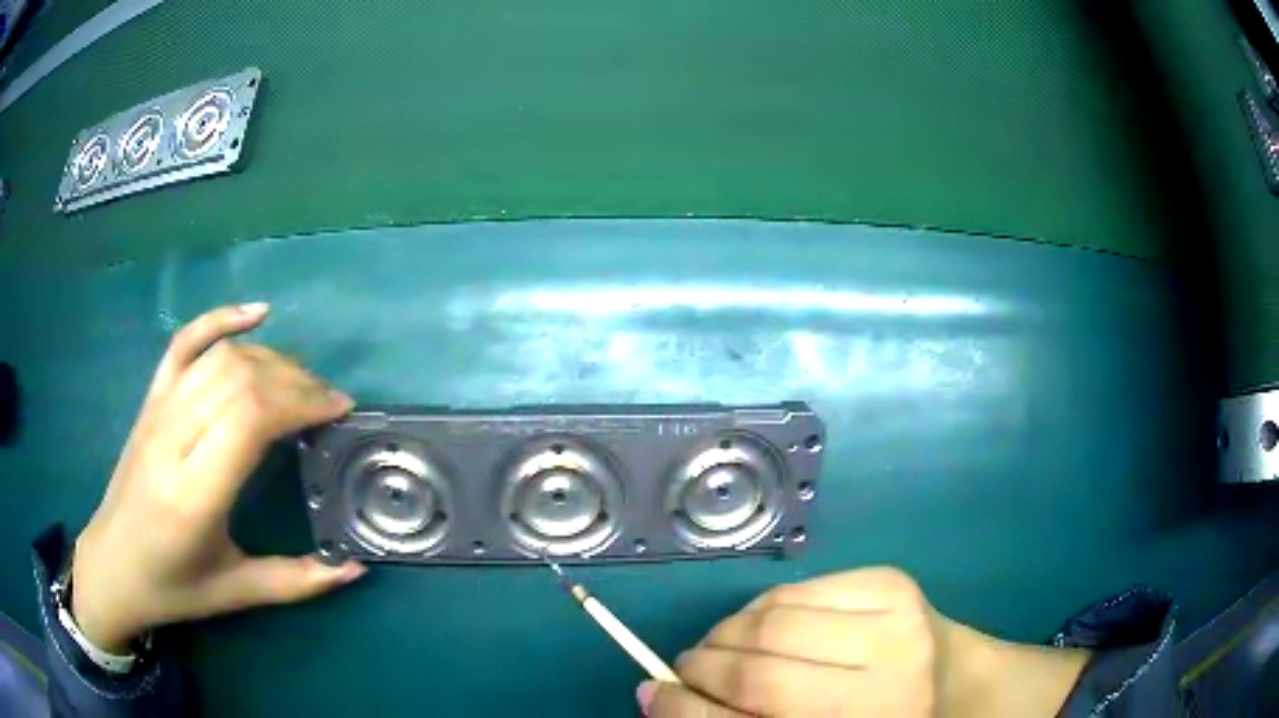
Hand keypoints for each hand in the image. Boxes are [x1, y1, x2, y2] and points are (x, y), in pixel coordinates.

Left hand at [71, 304, 364, 651]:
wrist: (112, 565)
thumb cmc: (172, 586)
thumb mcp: (235, 593)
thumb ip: (296, 582)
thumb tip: (353, 568)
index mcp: (194, 495)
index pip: (249, 417)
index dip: (300, 401)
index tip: (337, 411)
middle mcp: (173, 441)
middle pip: (239, 378)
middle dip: (295, 379)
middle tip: (328, 401)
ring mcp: (158, 412)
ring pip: (219, 357)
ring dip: (270, 358)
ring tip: (302, 380)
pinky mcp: (151, 400)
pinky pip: (184, 343)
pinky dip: (220, 318)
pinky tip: (256, 314)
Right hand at [639, 567, 1089, 716]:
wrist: (955, 685)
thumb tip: (659, 695)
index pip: (753, 717)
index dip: (686, 709)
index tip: (650, 695)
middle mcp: (886, 681)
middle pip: (757, 667)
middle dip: (701, 666)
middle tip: (688, 670)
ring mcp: (895, 622)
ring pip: (769, 617)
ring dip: (726, 634)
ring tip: (722, 647)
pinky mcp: (892, 582)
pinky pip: (797, 588)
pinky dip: (762, 609)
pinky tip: (765, 626)